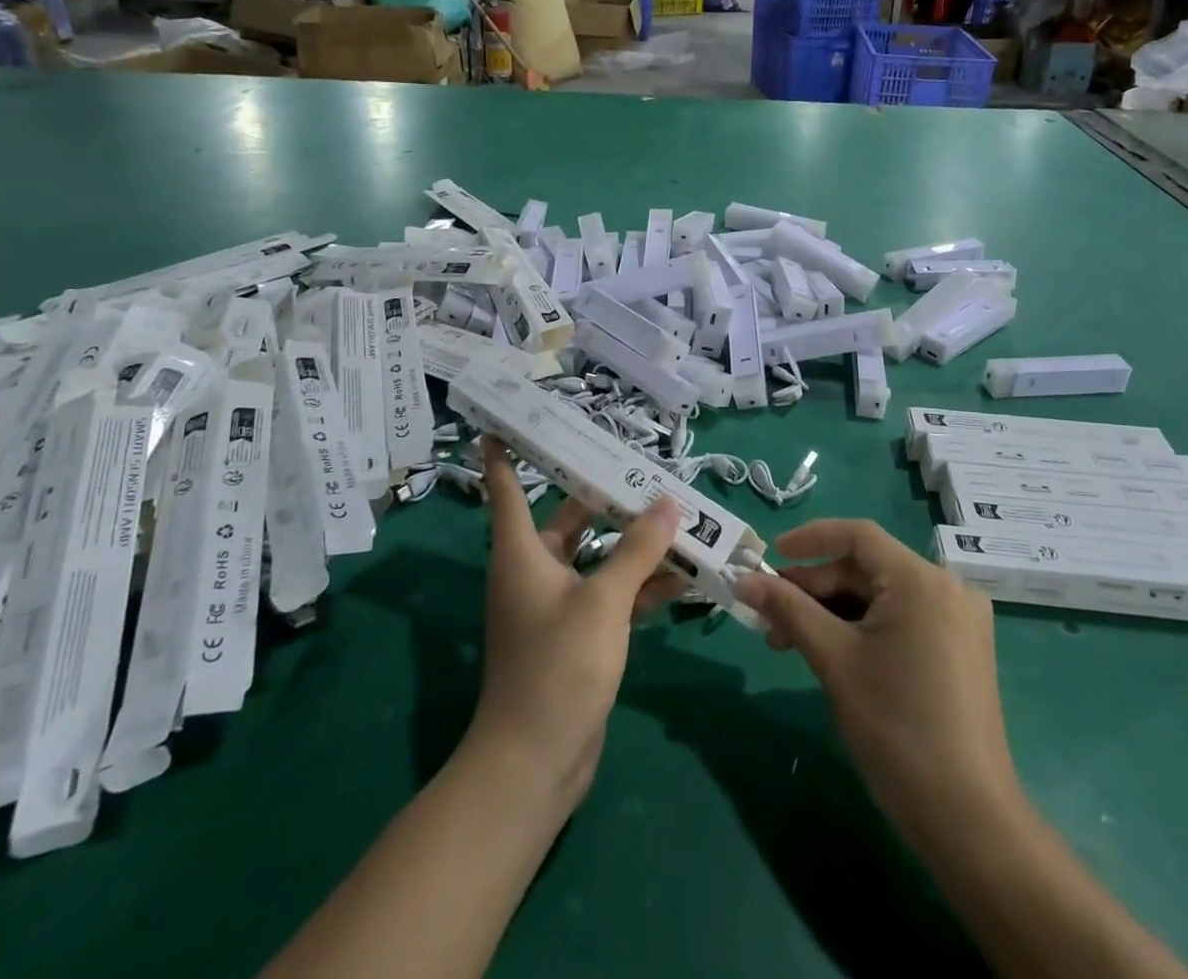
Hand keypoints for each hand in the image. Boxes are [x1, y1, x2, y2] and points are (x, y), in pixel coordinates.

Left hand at [468, 437, 685, 811]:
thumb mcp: (603, 601)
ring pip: (599, 557)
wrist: (537, 763)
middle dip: (606, 496)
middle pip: (571, 517)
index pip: (507, 489)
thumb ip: (637, 550)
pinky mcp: (581, 636)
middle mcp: (536, 570)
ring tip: (679, 517)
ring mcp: (559, 605)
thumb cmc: (557, 667)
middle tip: (645, 468)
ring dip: (635, 543)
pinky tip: (684, 577)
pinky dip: (642, 585)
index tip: (504, 424)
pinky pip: (613, 595)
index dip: (503, 456)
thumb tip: (666, 503)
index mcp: (522, 552)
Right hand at [734, 520, 1015, 848]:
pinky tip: (831, 653)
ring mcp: (958, 620)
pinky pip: (901, 619)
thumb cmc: (895, 727)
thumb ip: (788, 609)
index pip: (857, 536)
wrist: (967, 819)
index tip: (770, 557)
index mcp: (921, 579)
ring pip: (881, 596)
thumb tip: (743, 580)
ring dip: (833, 612)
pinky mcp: (960, 650)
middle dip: (815, 589)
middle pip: (867, 568)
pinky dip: (862, 628)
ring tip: (790, 643)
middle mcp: (947, 587)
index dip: (809, 540)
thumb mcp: (833, 660)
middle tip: (770, 619)